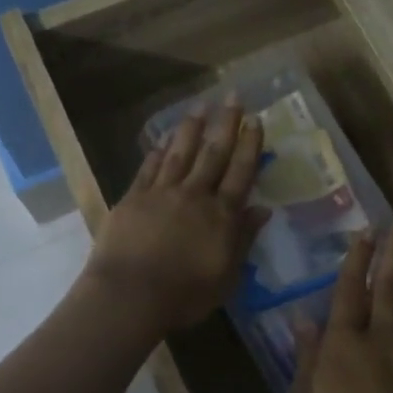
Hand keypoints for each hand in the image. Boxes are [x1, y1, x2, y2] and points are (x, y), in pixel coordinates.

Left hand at [82, 100, 267, 331]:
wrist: (129, 295)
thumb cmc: (184, 295)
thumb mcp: (227, 276)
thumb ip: (243, 240)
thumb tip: (263, 210)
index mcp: (221, 216)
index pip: (240, 173)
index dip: (249, 146)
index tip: (255, 120)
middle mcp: (194, 196)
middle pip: (213, 154)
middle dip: (225, 124)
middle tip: (233, 97)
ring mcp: (161, 193)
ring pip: (180, 153)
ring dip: (191, 129)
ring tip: (200, 107)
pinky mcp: (133, 198)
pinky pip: (149, 169)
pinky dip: (158, 152)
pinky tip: (164, 140)